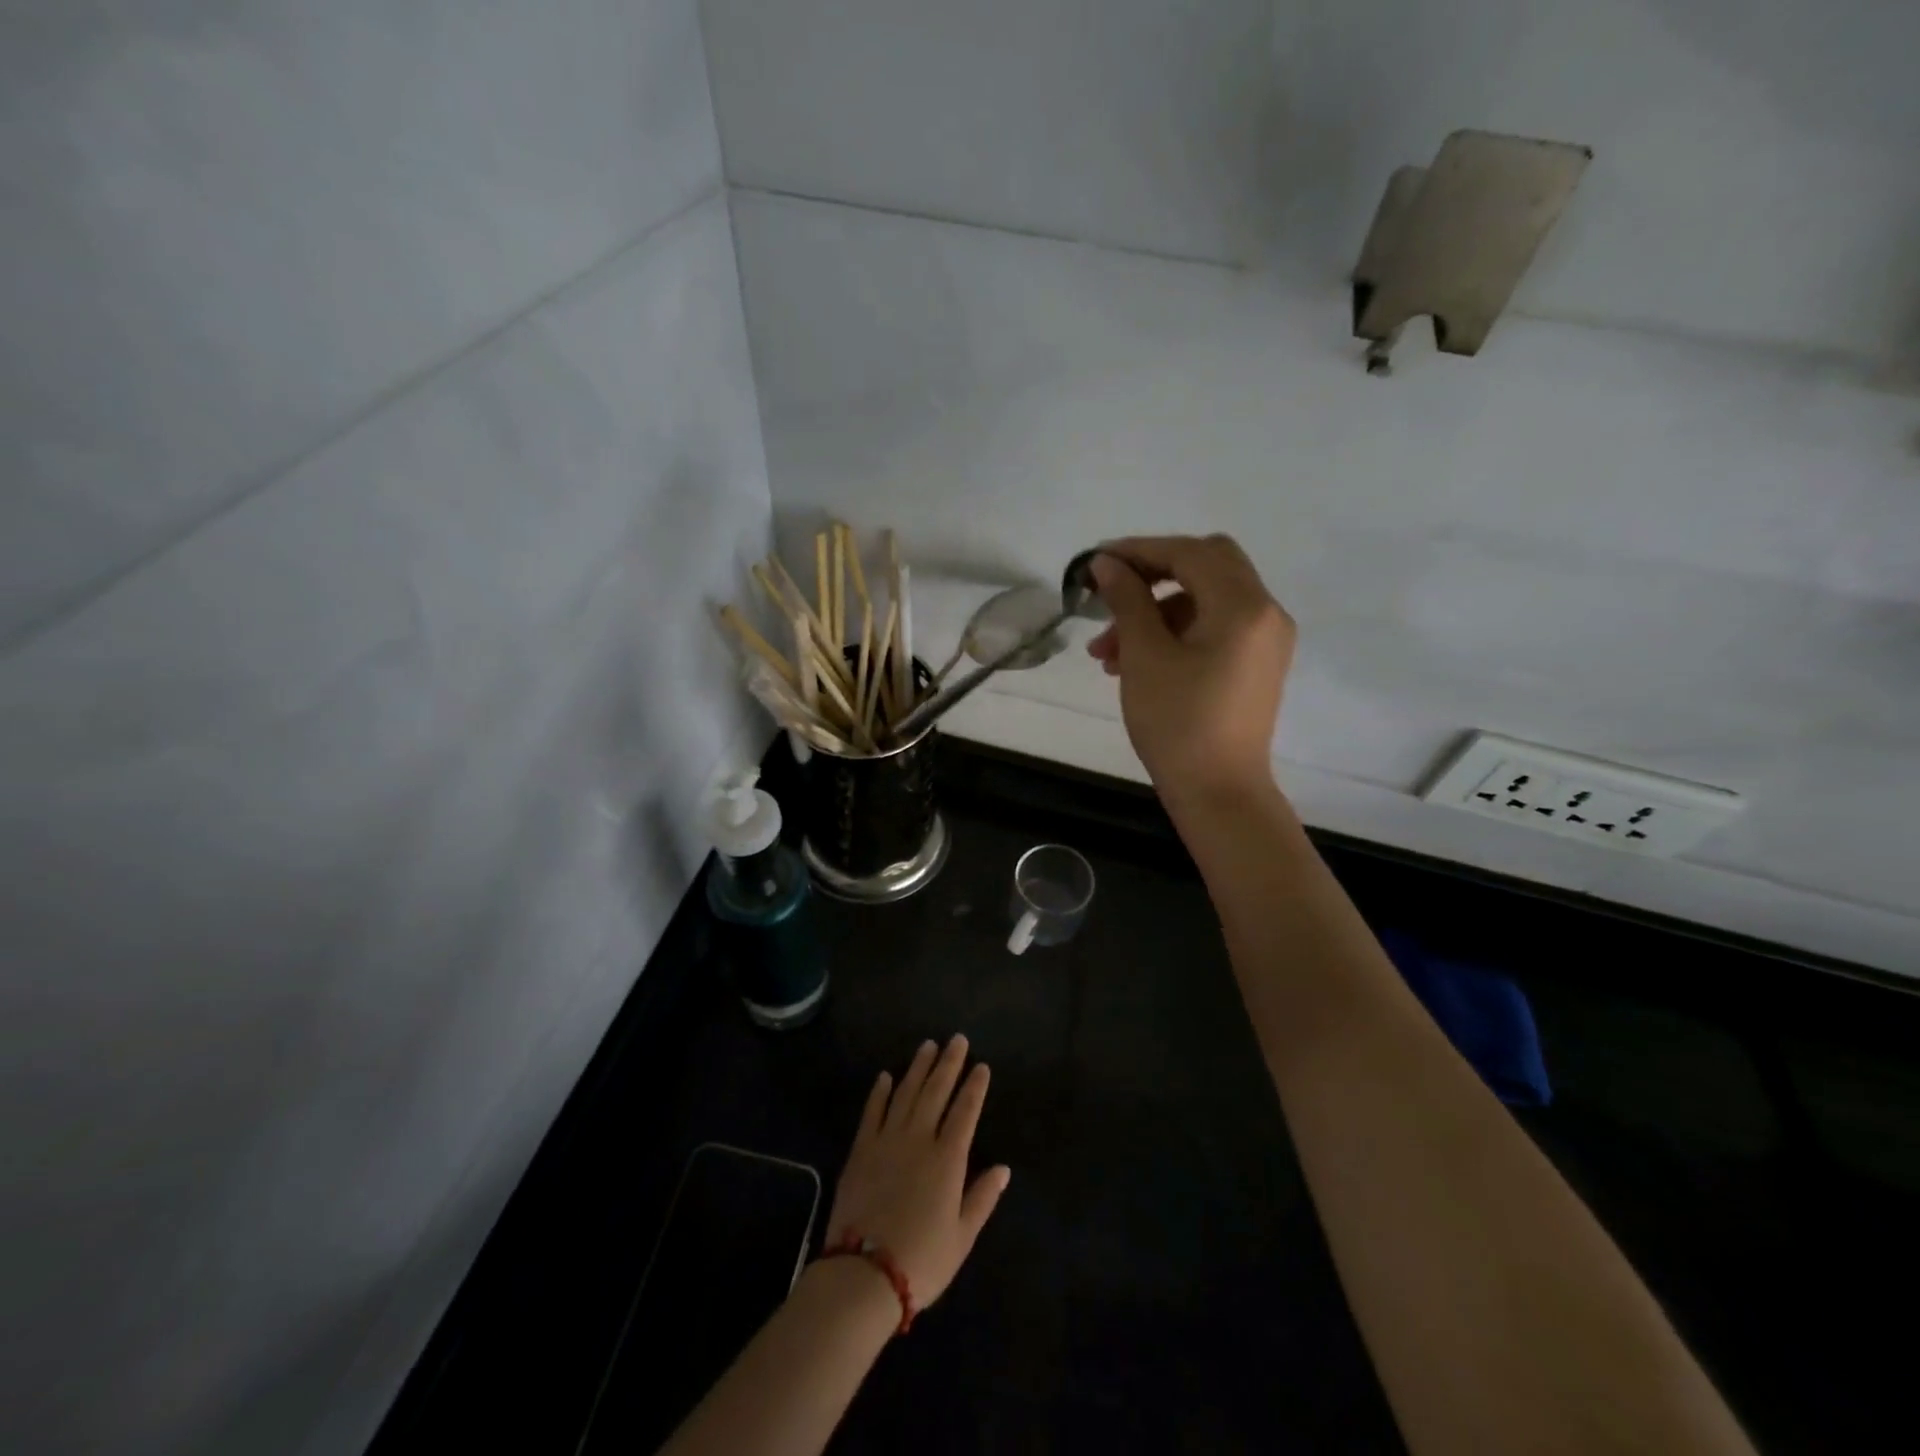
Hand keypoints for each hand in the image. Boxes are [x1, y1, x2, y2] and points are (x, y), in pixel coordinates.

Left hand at [825, 1036, 1010, 1310]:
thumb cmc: (922, 1260)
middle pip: (936, 1092)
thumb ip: (982, 1198)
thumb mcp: (962, 1237)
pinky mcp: (860, 1149)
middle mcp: (919, 1139)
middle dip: (948, 1063)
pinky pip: (872, 1112)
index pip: (965, 1112)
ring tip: (928, 1046)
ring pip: (905, 1093)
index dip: (974, 1087)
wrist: (863, 1274)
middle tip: (956, 1039)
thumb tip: (1003, 1168)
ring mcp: (887, 1140)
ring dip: (918, 1068)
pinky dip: (879, 1092)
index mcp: (947, 1159)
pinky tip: (886, 1076)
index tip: (981, 1066)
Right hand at [1087, 534, 1294, 806]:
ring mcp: (1265, 639)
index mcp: (1243, 606)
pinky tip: (1133, 661)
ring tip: (1105, 651)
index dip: (1140, 550)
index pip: (1190, 553)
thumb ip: (1127, 600)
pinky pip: (1215, 628)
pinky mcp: (1256, 664)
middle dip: (1152, 575)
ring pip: (1205, 600)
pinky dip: (1175, 633)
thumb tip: (1106, 563)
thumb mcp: (1145, 656)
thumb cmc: (1178, 723)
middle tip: (1110, 593)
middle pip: (1206, 566)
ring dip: (1155, 612)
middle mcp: (1265, 612)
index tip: (1096, 562)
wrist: (1219, 793)